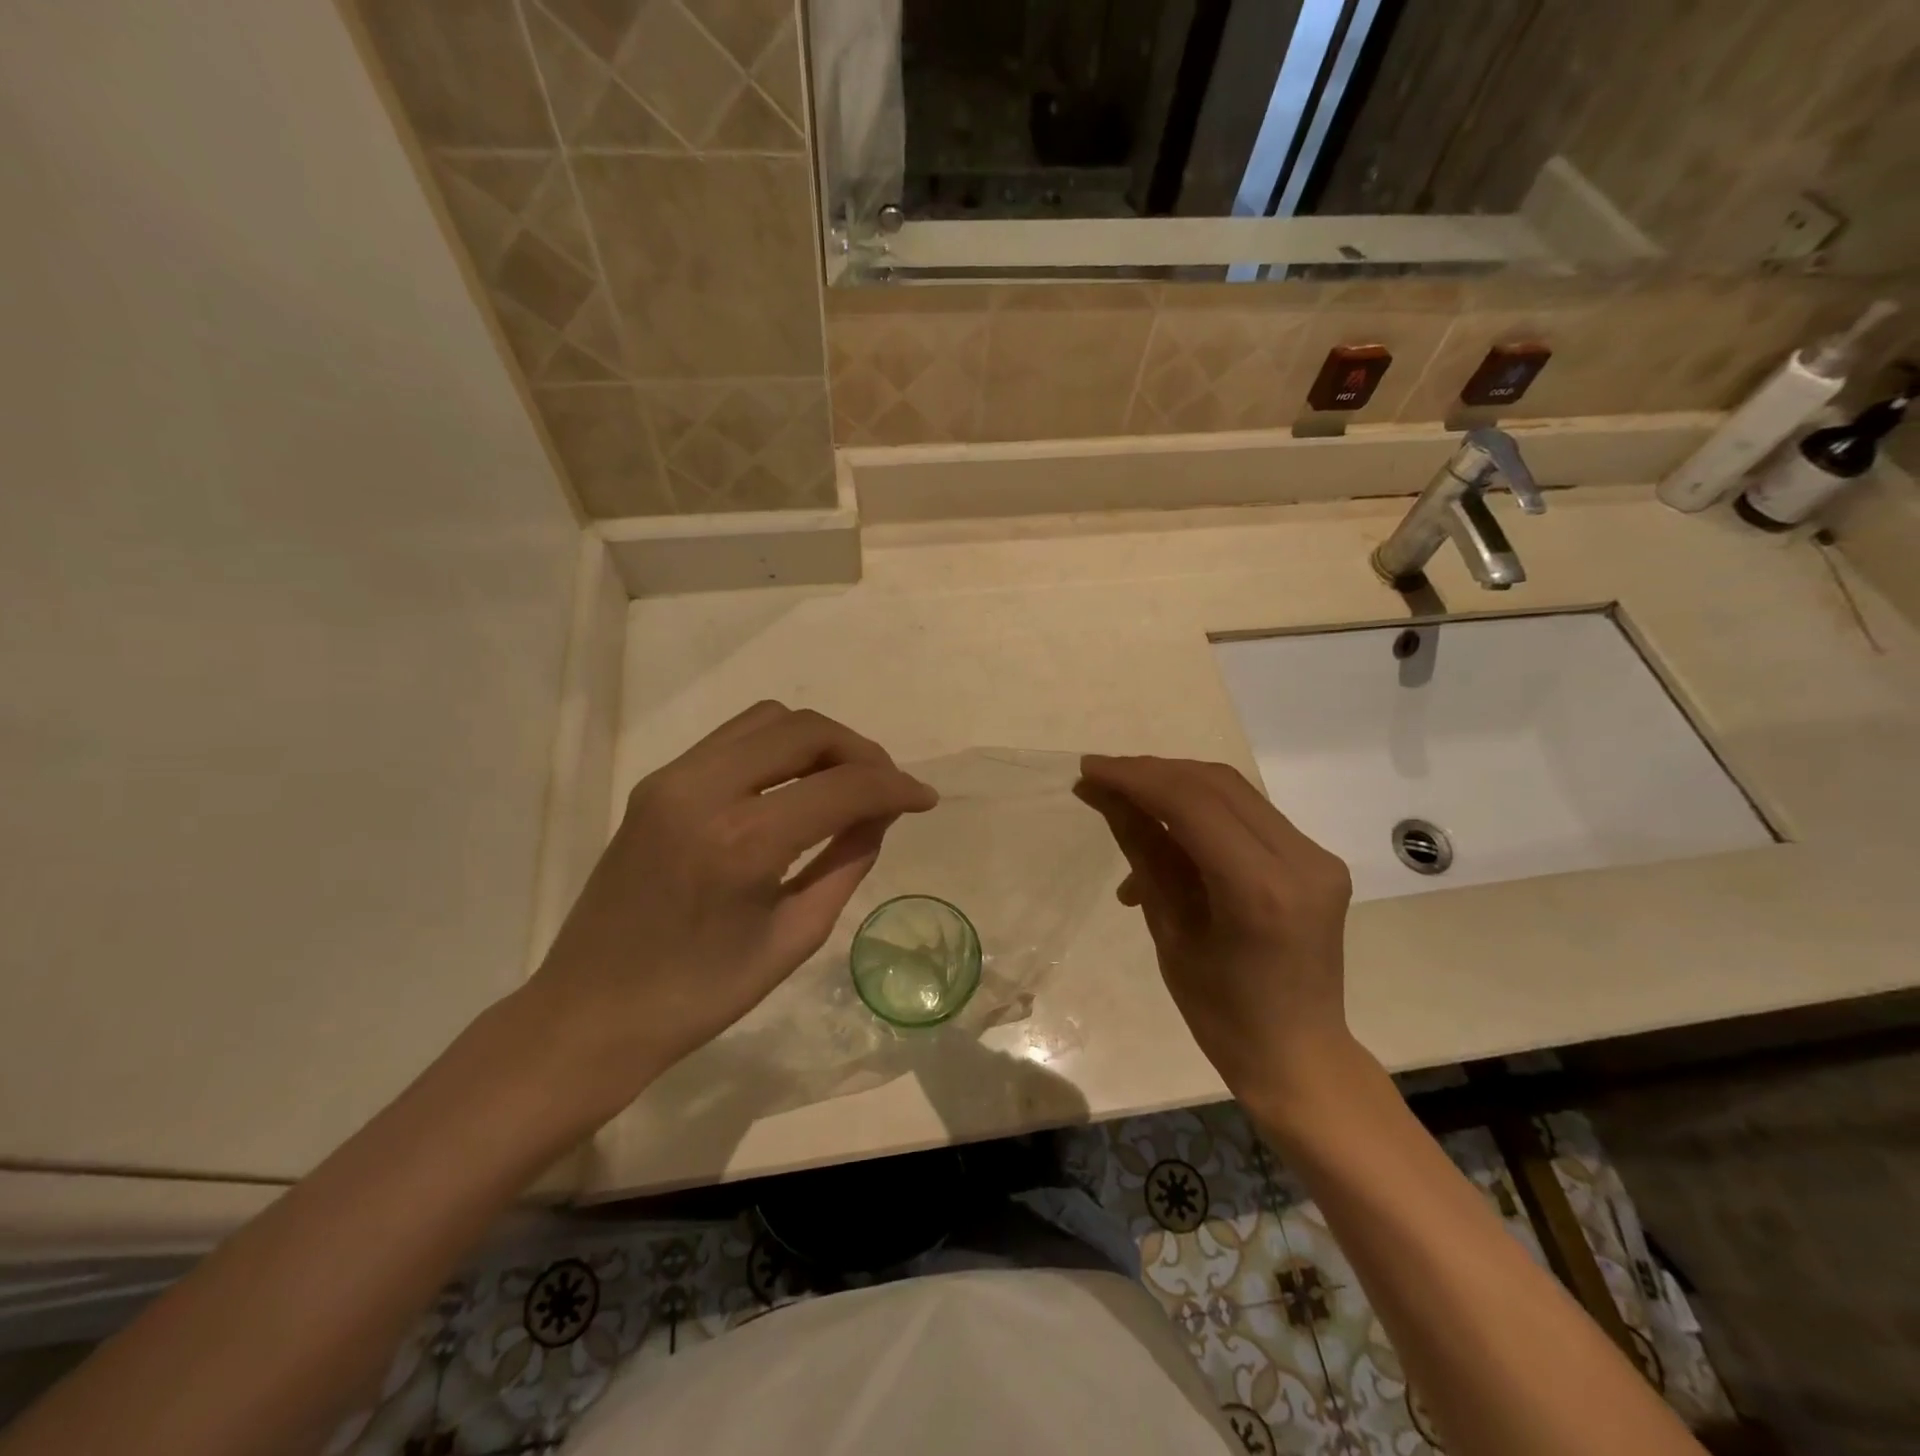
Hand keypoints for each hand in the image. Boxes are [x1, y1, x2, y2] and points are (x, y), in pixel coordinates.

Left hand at [527, 703, 936, 1115]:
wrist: (590, 1013)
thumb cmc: (700, 996)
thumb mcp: (794, 936)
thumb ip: (847, 862)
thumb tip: (881, 813)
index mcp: (743, 842)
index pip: (842, 786)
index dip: (896, 786)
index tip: (926, 799)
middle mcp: (704, 790)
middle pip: (806, 729)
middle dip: (861, 751)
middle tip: (888, 788)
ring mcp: (672, 778)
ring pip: (769, 719)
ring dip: (820, 741)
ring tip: (845, 782)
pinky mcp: (657, 782)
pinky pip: (735, 738)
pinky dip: (779, 748)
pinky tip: (795, 784)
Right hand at [1076, 755, 1357, 1120]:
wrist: (1298, 1054)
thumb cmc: (1221, 1014)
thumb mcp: (1170, 931)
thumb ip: (1143, 852)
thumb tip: (1103, 795)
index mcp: (1260, 890)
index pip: (1192, 804)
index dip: (1135, 778)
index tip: (1089, 769)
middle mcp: (1301, 860)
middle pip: (1217, 785)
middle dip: (1153, 773)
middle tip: (1102, 778)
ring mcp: (1317, 857)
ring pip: (1234, 792)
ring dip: (1175, 787)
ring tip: (1125, 804)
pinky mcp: (1316, 859)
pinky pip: (1249, 816)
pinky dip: (1201, 813)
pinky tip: (1165, 836)